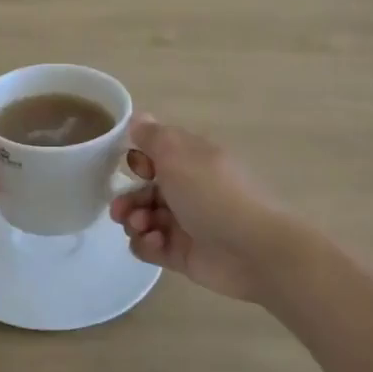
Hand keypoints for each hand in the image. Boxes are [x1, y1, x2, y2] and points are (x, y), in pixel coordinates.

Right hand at [107, 116, 294, 302]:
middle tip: (120, 209)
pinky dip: (146, 244)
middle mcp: (188, 190)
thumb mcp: (178, 155)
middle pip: (144, 191)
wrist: (252, 249)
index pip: (157, 155)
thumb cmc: (212, 194)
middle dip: (127, 198)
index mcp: (192, 161)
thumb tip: (137, 117)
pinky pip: (150, 247)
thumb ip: (153, 136)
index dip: (138, 160)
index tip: (133, 167)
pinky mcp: (181, 253)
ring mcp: (185, 224)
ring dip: (134, 221)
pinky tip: (156, 243)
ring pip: (143, 219)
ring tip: (142, 226)